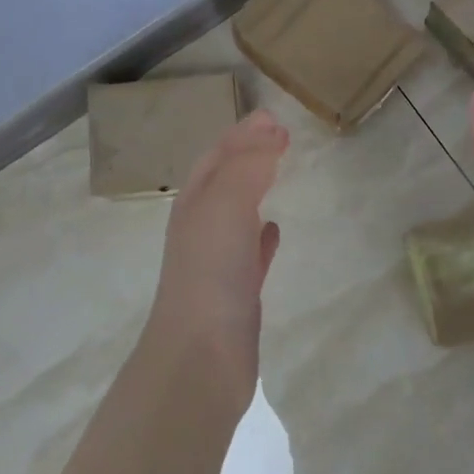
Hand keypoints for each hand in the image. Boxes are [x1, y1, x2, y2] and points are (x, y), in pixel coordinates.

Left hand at [146, 109, 288, 412]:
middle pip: (224, 180)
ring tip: (278, 173)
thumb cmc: (211, 271)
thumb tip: (270, 131)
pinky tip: (274, 231)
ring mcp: (218, 262)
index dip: (243, 134)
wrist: (201, 356)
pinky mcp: (237, 293)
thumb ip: (249, 164)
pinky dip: (262, 235)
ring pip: (236, 214)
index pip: (218, 155)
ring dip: (254, 190)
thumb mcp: (227, 204)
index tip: (273, 117)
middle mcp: (202, 227)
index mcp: (195, 203)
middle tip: (279, 137)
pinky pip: (251, 252)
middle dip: (247, 155)